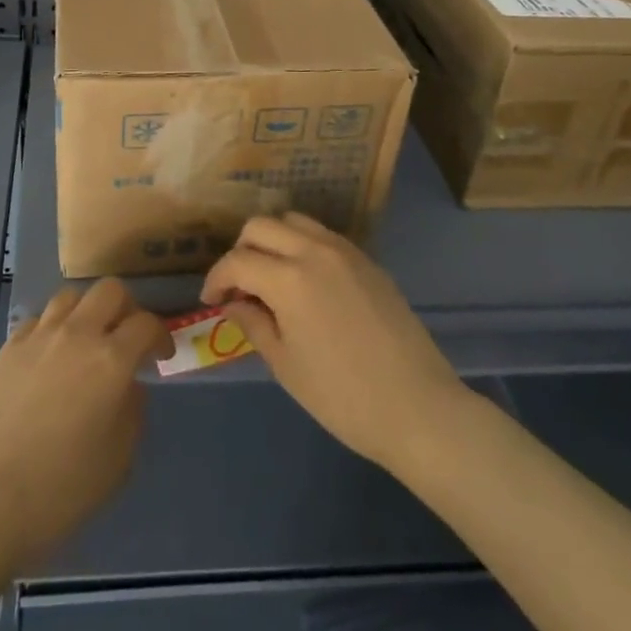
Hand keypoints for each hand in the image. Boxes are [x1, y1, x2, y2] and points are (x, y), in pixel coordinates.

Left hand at [0, 279, 166, 573]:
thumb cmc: (60, 491)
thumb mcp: (118, 462)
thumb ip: (132, 413)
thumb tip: (128, 387)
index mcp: (111, 361)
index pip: (146, 324)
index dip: (160, 335)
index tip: (160, 355)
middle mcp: (77, 335)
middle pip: (110, 290)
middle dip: (126, 308)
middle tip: (126, 338)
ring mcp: (39, 336)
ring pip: (71, 296)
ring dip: (87, 311)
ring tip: (87, 340)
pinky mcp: (9, 346)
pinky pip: (39, 319)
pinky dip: (53, 328)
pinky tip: (50, 356)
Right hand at [200, 213, 465, 470]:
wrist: (419, 409)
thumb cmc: (343, 397)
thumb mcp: (286, 365)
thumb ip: (254, 324)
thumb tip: (234, 302)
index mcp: (289, 278)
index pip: (237, 261)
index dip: (216, 278)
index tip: (211, 300)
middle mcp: (314, 250)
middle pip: (261, 226)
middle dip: (241, 250)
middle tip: (239, 285)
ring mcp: (345, 251)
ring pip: (294, 221)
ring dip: (272, 240)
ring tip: (270, 277)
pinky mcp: (367, 261)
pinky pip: (323, 236)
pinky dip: (302, 245)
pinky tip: (305, 282)